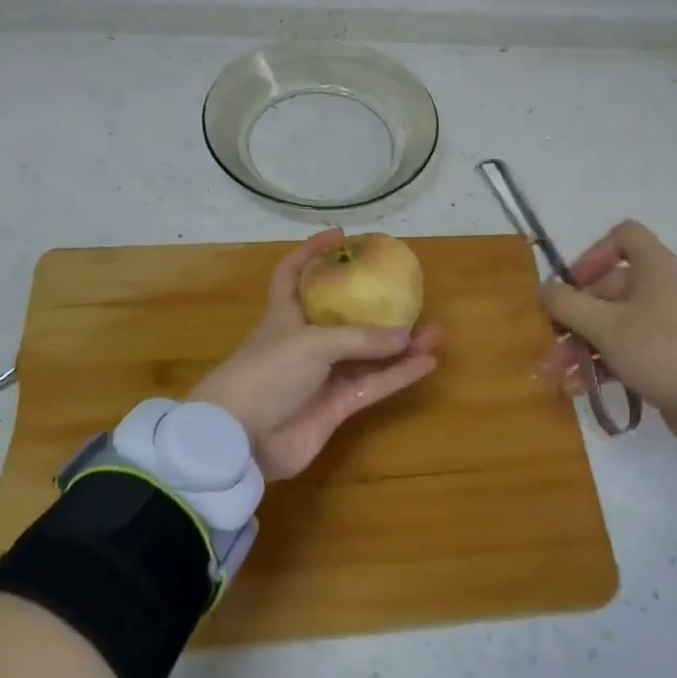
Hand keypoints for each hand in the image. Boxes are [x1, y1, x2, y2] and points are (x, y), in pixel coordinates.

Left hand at [190, 229, 443, 479]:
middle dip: (376, 306)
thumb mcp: (312, 342)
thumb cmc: (266, 373)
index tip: (341, 236)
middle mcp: (303, 342)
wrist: (241, 441)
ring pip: (367, 354)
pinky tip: (427, 362)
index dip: (312, 252)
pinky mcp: (334, 409)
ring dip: (399, 345)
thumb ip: (360, 339)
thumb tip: (406, 336)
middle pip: (344, 316)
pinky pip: (372, 385)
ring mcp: (320, 377)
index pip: (292, 273)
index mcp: (285, 314)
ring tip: (435, 332)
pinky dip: (398, 375)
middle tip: (409, 294)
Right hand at [536, 220, 676, 453]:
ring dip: (578, 345)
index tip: (573, 283)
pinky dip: (599, 364)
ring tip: (553, 373)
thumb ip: (568, 304)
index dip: (594, 253)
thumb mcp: (606, 325)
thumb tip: (544, 288)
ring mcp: (662, 325)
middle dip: (571, 316)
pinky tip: (576, 388)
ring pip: (610, 324)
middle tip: (547, 341)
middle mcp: (657, 289)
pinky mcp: (664, 357)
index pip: (624, 236)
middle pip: (606, 288)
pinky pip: (623, 351)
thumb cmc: (662, 350)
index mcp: (652, 268)